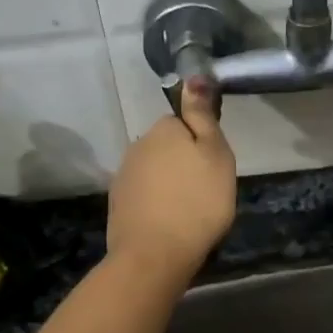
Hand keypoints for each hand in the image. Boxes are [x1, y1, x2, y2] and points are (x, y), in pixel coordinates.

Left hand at [106, 78, 236, 281]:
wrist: (155, 254)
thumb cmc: (197, 202)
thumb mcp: (216, 155)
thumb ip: (203, 116)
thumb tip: (194, 78)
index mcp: (163, 129)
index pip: (184, 123)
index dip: (201, 143)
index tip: (213, 169)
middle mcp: (138, 145)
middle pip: (167, 148)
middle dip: (183, 164)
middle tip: (204, 191)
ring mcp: (123, 175)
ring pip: (154, 172)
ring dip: (168, 185)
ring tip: (187, 211)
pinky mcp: (117, 204)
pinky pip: (144, 195)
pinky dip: (155, 204)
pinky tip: (168, 223)